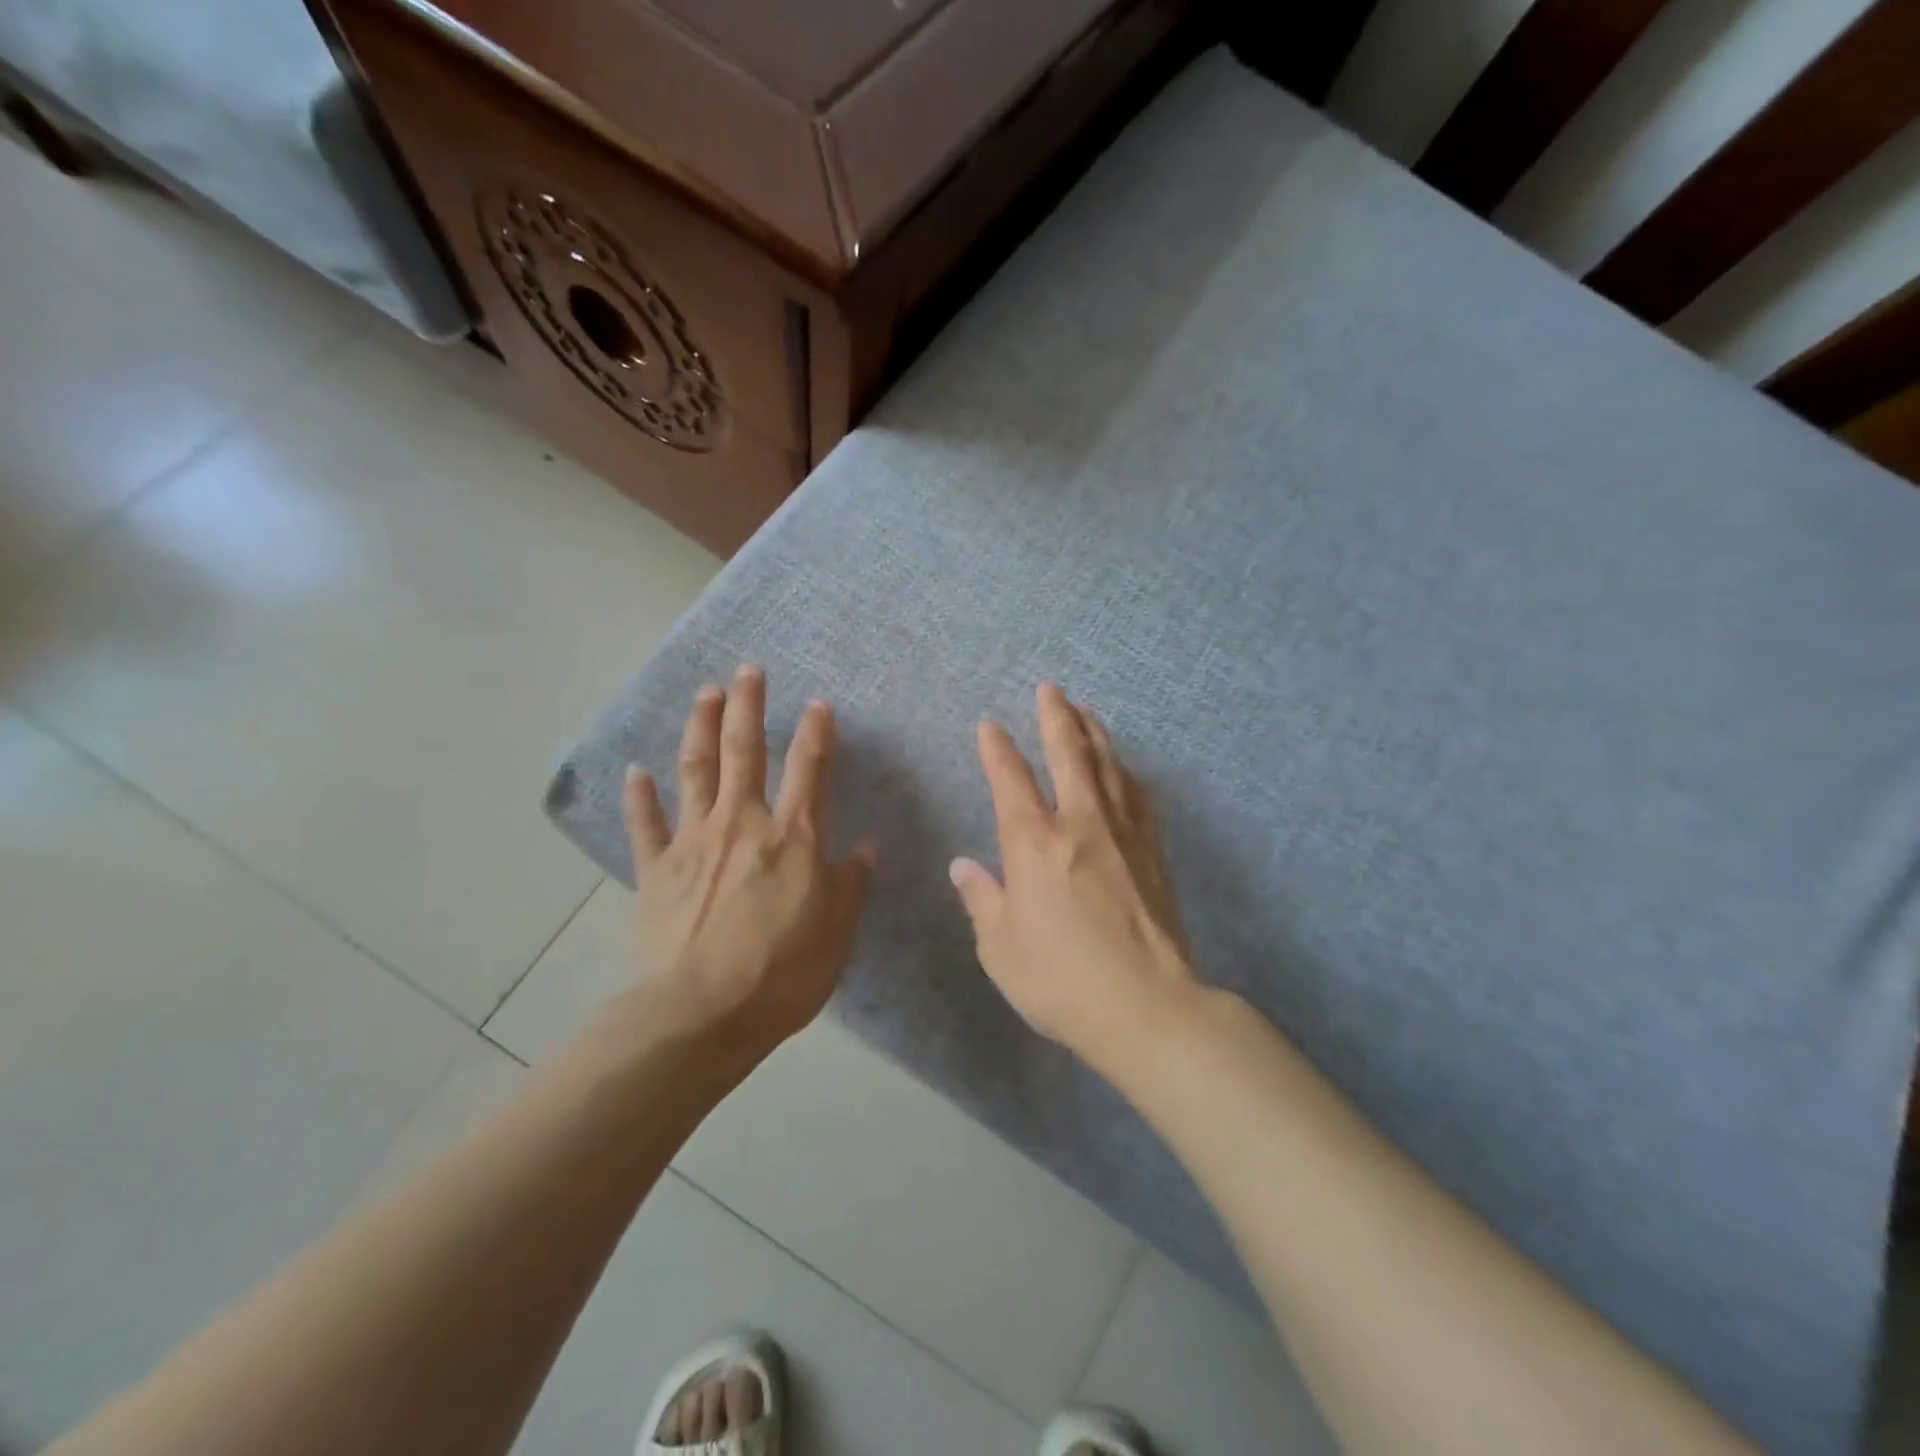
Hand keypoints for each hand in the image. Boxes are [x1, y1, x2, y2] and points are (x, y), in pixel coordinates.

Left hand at [622, 664, 874, 1060]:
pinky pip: (646, 824)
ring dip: (701, 727)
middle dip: (749, 707)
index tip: (818, 703)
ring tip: (706, 693)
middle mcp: (742, 824)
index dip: (816, 732)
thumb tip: (866, 846)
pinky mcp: (655, 869)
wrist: (701, 1015)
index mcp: (793, 837)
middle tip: (748, 670)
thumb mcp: (837, 932)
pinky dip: (640, 796)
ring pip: (696, 770)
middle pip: (746, 752)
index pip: (810, 769)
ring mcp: (693, 842)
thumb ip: (850, 883)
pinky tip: (635, 770)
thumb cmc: (783, 973)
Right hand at [950, 681, 1197, 1068]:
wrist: (1148, 1007)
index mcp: (1034, 844)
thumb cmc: (1061, 981)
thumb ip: (982, 899)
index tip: (990, 725)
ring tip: (1085, 711)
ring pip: (1108, 766)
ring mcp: (1123, 834)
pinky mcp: (1153, 851)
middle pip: (1069, 754)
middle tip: (1050, 689)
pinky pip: (1138, 796)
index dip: (998, 749)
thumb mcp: (1001, 948)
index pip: (1011, 780)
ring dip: (1094, 733)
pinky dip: (1126, 772)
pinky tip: (1125, 768)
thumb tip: (964, 865)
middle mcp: (1079, 824)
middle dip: (1056, 717)